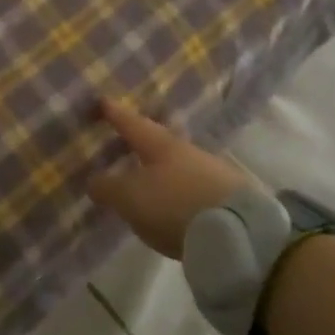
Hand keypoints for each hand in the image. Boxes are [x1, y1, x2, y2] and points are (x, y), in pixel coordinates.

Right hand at [87, 99, 254, 258]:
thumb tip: (95, 180)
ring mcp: (210, 172)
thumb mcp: (130, 198)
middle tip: (124, 138)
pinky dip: (177, 188)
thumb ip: (108, 187)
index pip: (131, 123)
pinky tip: (172, 201)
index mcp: (159, 144)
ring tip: (145, 176)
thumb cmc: (174, 205)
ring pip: (177, 163)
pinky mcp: (226, 197)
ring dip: (160, 167)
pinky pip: (191, 185)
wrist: (239, 233)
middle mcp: (186, 150)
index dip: (114, 113)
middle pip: (157, 140)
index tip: (102, 101)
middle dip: (140, 140)